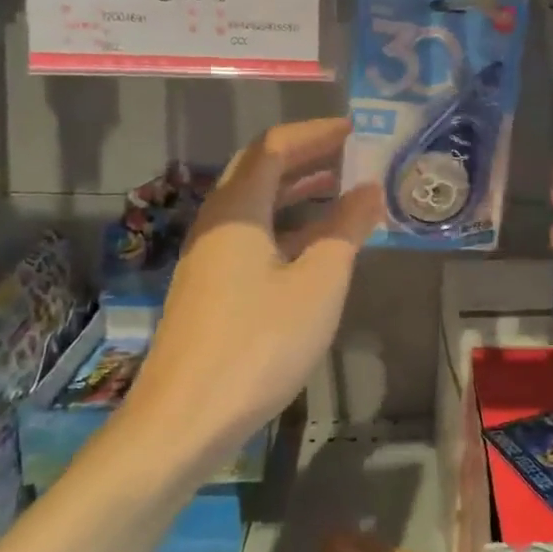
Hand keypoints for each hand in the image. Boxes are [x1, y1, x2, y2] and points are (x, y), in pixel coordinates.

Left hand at [124, 119, 383, 466]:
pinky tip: (314, 243)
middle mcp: (217, 223)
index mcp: (237, 210)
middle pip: (259, 170)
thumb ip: (347, 229)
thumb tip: (370, 190)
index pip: (274, 147)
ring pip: (255, 205)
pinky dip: (286, 225)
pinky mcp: (210, 288)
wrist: (183, 422)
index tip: (354, 129)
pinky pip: (252, 236)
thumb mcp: (319, 282)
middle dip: (305, 155)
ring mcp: (208, 258)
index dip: (315, 133)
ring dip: (296, 190)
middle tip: (350, 152)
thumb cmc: (258, 344)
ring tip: (340, 187)